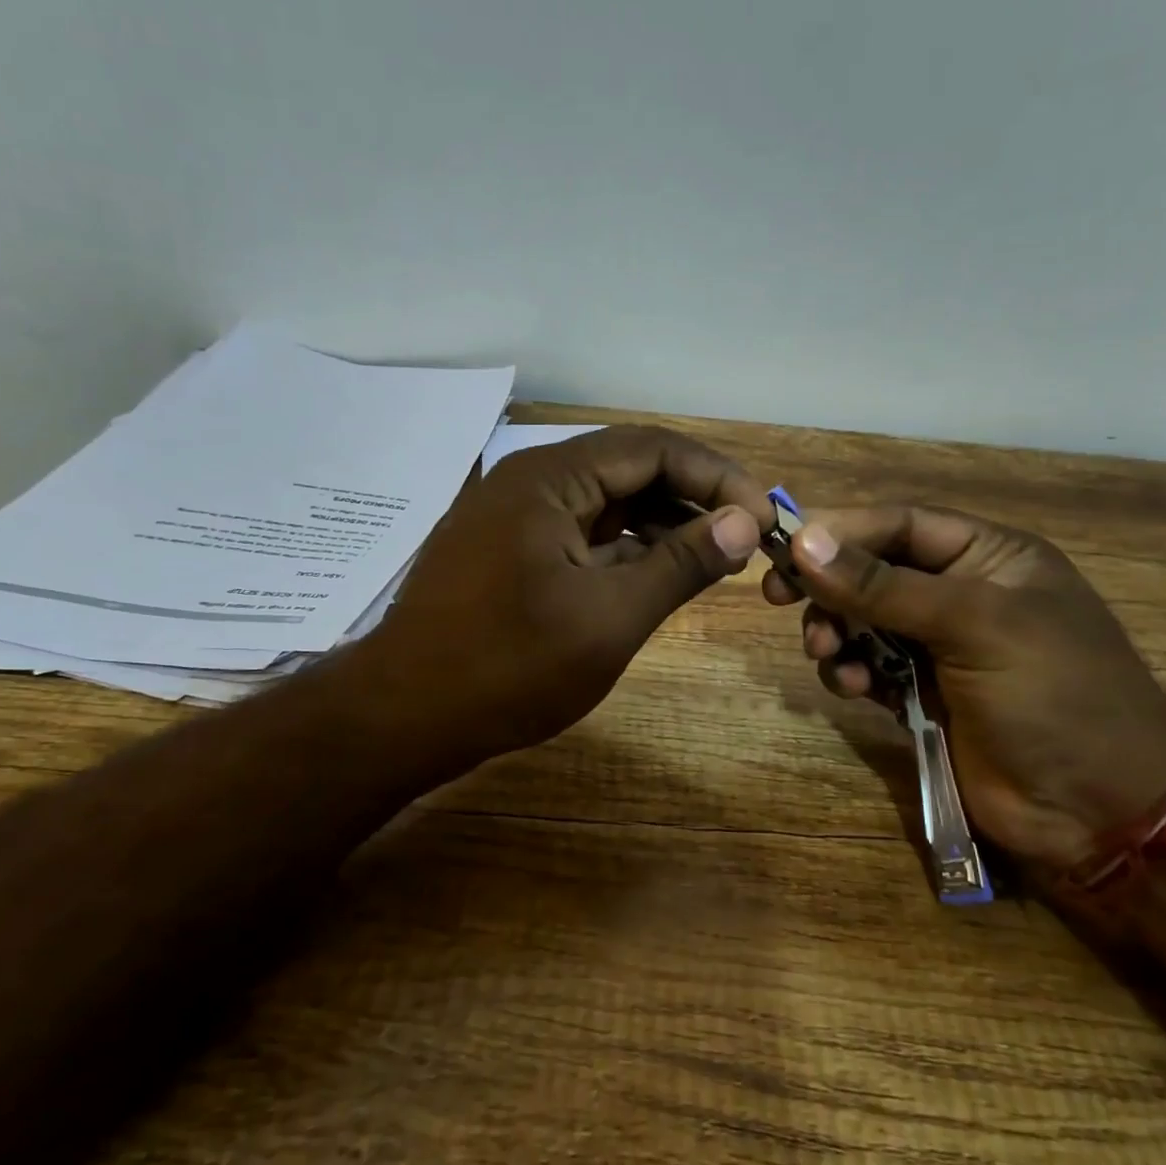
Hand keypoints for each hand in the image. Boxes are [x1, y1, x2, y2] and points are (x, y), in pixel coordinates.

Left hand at [347, 426, 774, 770]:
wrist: (402, 717)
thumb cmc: (508, 667)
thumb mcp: (609, 617)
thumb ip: (681, 564)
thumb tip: (744, 523)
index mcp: (550, 478)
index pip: (653, 447)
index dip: (717, 477)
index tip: (762, 517)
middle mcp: (530, 480)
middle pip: (630, 468)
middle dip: (693, 498)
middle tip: (745, 537)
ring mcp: (515, 516)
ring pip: (607, 503)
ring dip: (662, 524)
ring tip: (713, 558)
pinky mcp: (508, 551)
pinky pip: (581, 533)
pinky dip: (625, 548)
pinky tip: (657, 574)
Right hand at [761, 505, 1165, 871]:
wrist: (1100, 809)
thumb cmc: (1053, 694)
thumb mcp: (974, 626)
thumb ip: (885, 587)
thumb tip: (805, 543)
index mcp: (988, 557)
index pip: (900, 524)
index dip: (842, 530)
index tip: (786, 548)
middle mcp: (960, 593)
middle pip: (872, 570)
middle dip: (829, 585)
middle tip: (780, 598)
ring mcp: (939, 648)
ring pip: (861, 621)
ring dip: (835, 632)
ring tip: (827, 652)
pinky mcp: (922, 695)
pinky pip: (868, 667)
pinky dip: (851, 672)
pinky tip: (855, 689)